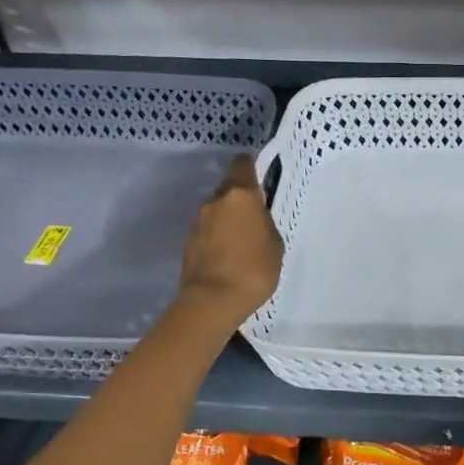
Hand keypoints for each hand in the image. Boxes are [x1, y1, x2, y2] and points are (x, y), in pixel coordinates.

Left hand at [176, 155, 283, 329]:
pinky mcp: (188, 242)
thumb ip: (264, 223)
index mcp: (241, 196)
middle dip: (241, 198)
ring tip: (243, 241)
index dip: (251, 166)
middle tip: (256, 217)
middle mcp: (215, 201)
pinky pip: (208, 231)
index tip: (261, 176)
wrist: (212, 301)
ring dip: (228, 219)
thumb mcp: (275, 244)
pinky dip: (218, 237)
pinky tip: (229, 255)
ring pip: (217, 211)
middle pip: (229, 188)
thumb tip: (255, 218)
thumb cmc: (254, 269)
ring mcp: (198, 222)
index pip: (242, 164)